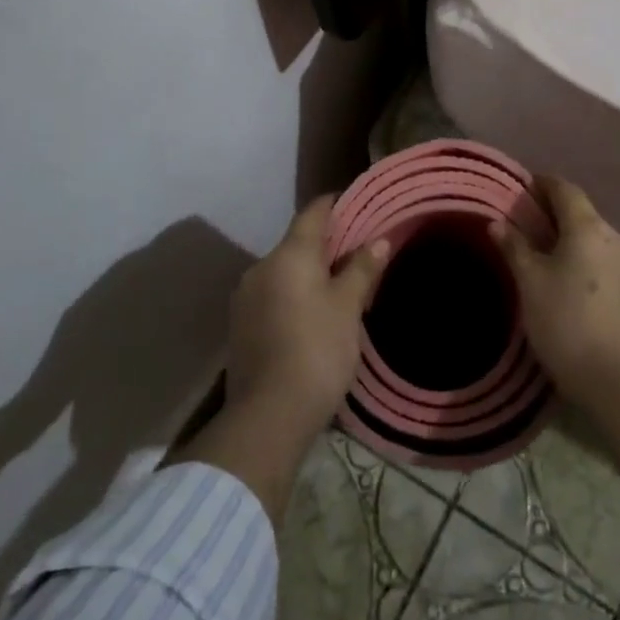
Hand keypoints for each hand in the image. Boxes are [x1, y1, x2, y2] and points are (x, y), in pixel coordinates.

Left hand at [226, 195, 389, 442]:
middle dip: (325, 243)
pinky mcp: (240, 325)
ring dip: (307, 272)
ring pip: (283, 271)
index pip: (313, 212)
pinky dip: (292, 295)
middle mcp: (261, 266)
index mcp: (289, 254)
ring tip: (337, 286)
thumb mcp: (348, 308)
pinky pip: (272, 295)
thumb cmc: (317, 350)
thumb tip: (379, 240)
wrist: (268, 416)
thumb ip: (361, 269)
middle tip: (357, 251)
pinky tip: (311, 315)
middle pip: (297, 242)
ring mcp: (245, 297)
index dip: (335, 203)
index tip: (357, 203)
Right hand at [490, 179, 619, 412]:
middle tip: (530, 229)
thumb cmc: (566, 324)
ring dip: (575, 242)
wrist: (619, 382)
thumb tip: (497, 223)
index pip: (565, 190)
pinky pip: (610, 262)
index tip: (524, 188)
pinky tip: (576, 284)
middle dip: (556, 217)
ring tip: (551, 260)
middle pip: (583, 214)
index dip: (543, 184)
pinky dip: (591, 262)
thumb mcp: (530, 284)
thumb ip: (514, 247)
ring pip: (598, 240)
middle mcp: (618, 237)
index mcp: (590, 228)